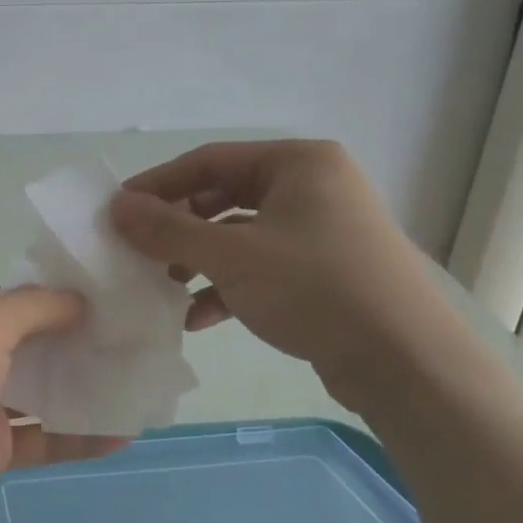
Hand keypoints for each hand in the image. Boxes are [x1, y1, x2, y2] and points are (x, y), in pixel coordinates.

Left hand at [0, 285, 119, 522]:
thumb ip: (33, 308)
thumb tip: (79, 298)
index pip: (11, 297)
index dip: (59, 297)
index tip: (112, 298)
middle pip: (30, 343)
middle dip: (78, 341)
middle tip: (138, 338)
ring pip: (39, 391)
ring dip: (83, 387)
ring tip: (141, 380)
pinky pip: (41, 439)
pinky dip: (78, 436)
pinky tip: (123, 433)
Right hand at [109, 141, 450, 397]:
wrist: (406, 363)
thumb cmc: (315, 288)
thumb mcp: (231, 256)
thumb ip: (168, 230)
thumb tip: (116, 207)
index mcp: (297, 162)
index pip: (208, 160)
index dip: (158, 184)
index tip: (118, 210)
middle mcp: (312, 186)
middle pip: (224, 196)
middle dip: (179, 226)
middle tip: (138, 249)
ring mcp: (321, 230)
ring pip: (240, 234)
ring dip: (199, 259)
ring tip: (163, 284)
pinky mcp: (325, 271)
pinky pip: (262, 266)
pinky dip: (227, 286)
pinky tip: (198, 317)